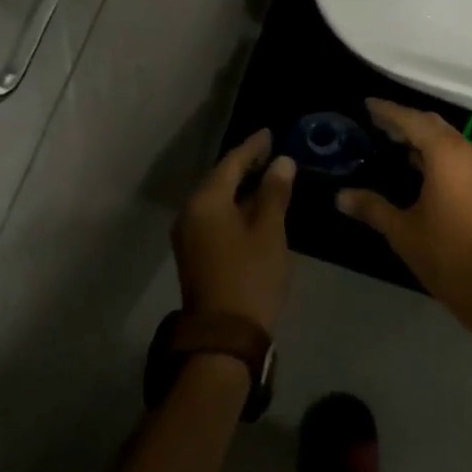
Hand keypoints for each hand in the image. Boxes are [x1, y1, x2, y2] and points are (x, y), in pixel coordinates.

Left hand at [173, 130, 296, 333]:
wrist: (223, 338)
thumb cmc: (250, 277)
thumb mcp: (269, 232)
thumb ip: (274, 193)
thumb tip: (282, 161)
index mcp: (206, 201)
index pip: (231, 163)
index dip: (253, 147)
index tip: (270, 132)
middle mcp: (191, 212)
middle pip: (220, 179)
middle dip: (245, 165)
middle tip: (271, 151)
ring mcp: (189, 234)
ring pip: (217, 199)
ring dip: (240, 187)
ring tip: (267, 175)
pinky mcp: (195, 253)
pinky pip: (215, 216)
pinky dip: (234, 206)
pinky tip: (254, 206)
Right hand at [336, 100, 471, 330]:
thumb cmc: (445, 256)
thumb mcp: (401, 230)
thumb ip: (371, 207)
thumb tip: (340, 196)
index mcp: (447, 155)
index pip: (412, 121)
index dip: (388, 111)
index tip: (367, 104)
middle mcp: (467, 152)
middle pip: (431, 124)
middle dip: (404, 120)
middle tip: (376, 122)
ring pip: (446, 138)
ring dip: (420, 136)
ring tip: (391, 139)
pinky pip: (457, 153)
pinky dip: (435, 151)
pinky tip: (415, 163)